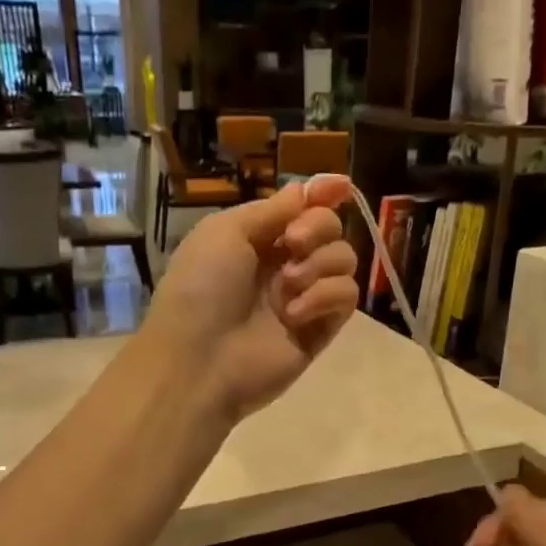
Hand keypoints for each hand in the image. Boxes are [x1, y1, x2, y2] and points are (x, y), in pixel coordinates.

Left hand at [144, 175, 359, 420]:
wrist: (200, 358)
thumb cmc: (202, 288)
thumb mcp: (226, 232)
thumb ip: (273, 209)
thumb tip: (311, 188)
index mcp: (256, 239)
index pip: (301, 209)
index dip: (323, 194)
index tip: (341, 187)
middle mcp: (283, 265)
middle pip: (330, 229)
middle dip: (318, 228)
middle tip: (293, 244)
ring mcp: (304, 298)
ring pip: (344, 260)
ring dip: (320, 264)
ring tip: (288, 287)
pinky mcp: (320, 330)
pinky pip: (346, 296)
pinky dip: (326, 296)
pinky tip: (295, 313)